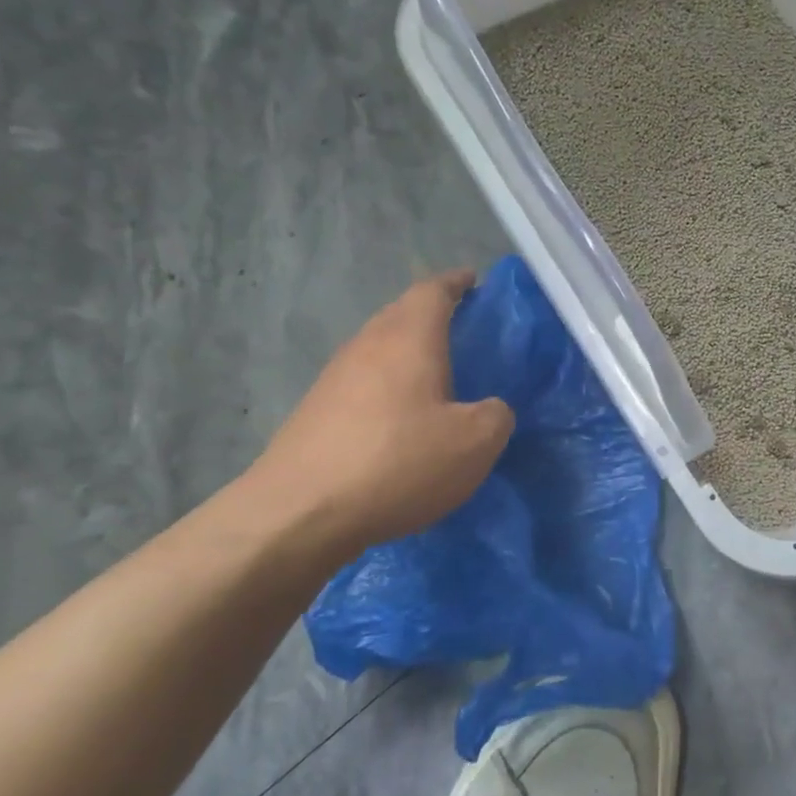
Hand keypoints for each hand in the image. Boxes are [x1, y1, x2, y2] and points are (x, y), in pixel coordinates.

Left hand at [244, 271, 513, 558]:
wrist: (298, 514)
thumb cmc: (398, 463)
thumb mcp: (475, 443)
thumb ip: (497, 415)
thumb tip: (490, 409)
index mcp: (409, 338)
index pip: (433, 290)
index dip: (456, 282)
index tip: (475, 281)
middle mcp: (367, 346)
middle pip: (401, 314)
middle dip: (433, 314)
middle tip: (465, 330)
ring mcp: (334, 378)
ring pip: (380, 348)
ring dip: (409, 352)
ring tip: (439, 375)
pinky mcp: (316, 412)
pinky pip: (363, 382)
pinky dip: (389, 386)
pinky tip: (403, 419)